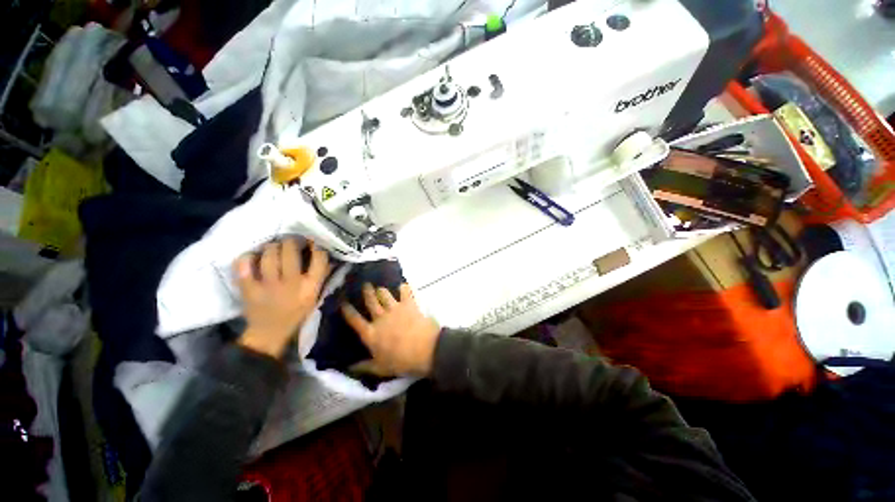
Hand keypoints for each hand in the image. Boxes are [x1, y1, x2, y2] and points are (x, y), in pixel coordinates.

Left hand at [235, 238, 328, 357]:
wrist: (269, 333)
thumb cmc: (297, 312)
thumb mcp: (315, 296)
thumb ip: (321, 276)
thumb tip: (323, 253)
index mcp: (310, 287)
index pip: (319, 258)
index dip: (316, 246)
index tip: (312, 242)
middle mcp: (291, 284)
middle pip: (290, 251)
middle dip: (291, 241)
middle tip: (291, 241)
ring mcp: (267, 286)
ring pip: (268, 254)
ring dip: (272, 246)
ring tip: (274, 247)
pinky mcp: (248, 289)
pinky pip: (244, 265)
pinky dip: (247, 257)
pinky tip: (253, 257)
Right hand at [342, 283, 440, 376]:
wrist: (424, 349)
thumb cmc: (401, 361)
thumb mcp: (380, 368)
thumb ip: (364, 367)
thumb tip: (349, 368)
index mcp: (371, 333)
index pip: (355, 320)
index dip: (348, 311)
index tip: (343, 302)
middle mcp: (380, 318)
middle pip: (371, 302)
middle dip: (367, 292)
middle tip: (365, 285)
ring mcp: (395, 309)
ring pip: (384, 294)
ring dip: (382, 290)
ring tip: (380, 287)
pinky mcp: (409, 304)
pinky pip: (405, 292)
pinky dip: (404, 288)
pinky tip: (403, 285)